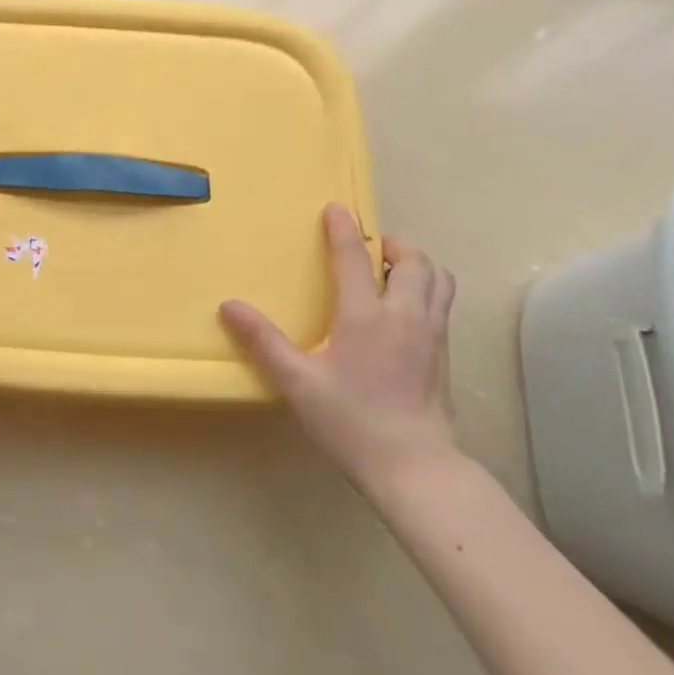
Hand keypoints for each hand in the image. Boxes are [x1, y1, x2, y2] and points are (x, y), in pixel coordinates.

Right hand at [220, 204, 457, 493]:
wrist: (414, 465)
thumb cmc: (350, 420)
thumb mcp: (297, 382)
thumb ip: (263, 341)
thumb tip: (229, 306)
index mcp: (366, 316)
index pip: (354, 259)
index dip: (343, 231)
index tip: (336, 209)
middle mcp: (405, 316)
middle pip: (414, 262)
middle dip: (392, 245)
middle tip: (370, 247)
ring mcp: (431, 335)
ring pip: (438, 281)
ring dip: (417, 265)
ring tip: (392, 271)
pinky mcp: (444, 356)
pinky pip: (442, 304)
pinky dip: (427, 289)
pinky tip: (405, 310)